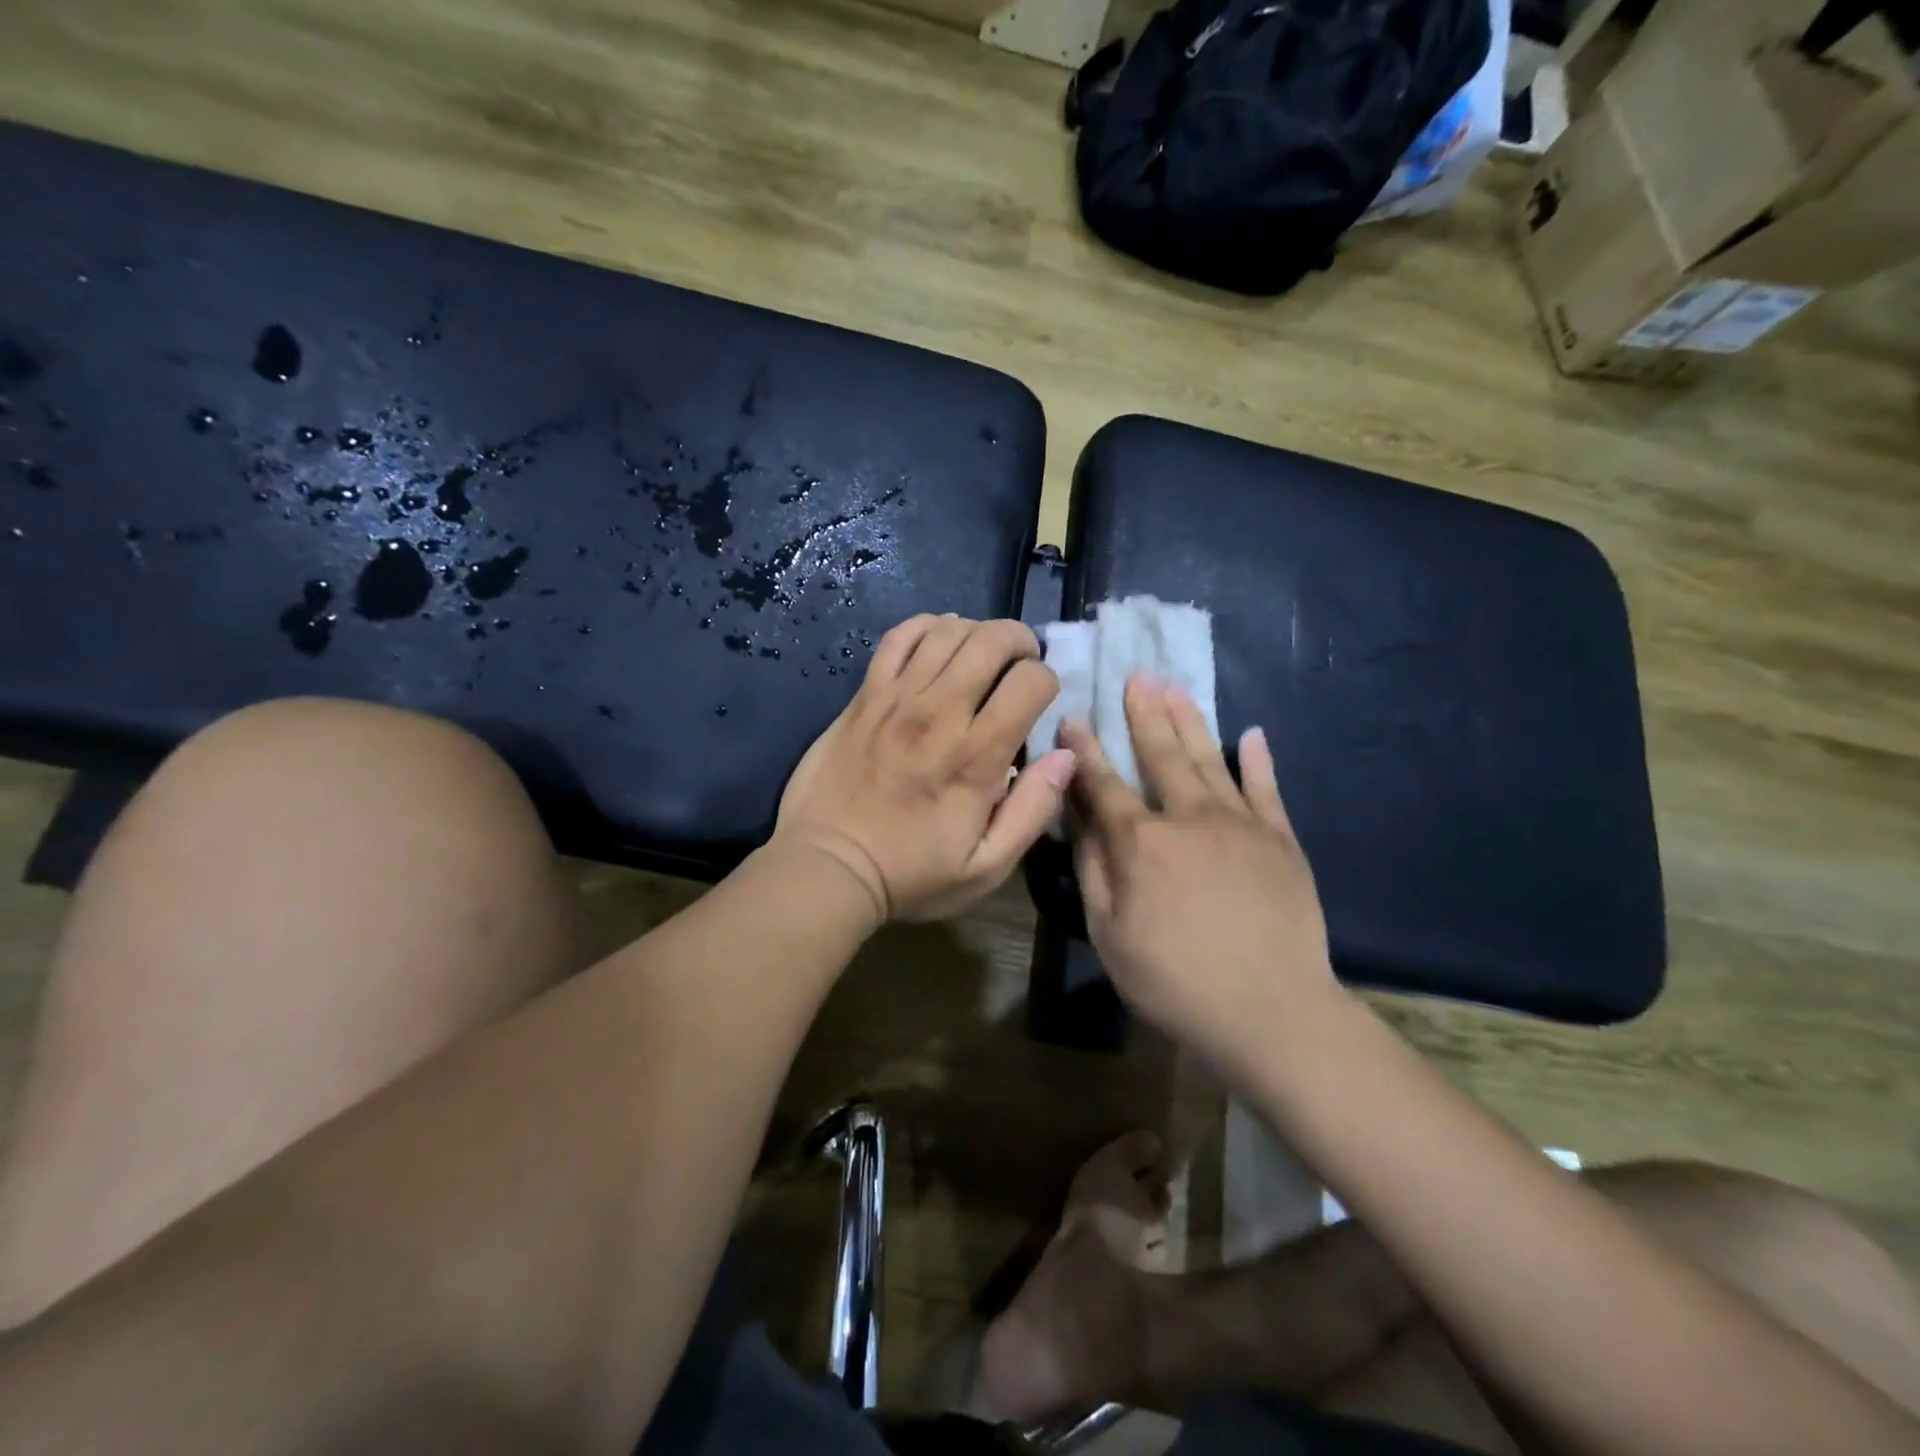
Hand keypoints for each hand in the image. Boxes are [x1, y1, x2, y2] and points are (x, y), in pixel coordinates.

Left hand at [776, 615, 1075, 922]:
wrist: (827, 866)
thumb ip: (1032, 810)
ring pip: (947, 631)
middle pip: (992, 641)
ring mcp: (896, 698)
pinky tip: (938, 642)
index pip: (1030, 682)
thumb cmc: (911, 874)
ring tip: (982, 654)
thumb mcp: (986, 867)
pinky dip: (926, 627)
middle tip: (1020, 664)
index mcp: (976, 755)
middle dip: (1020, 642)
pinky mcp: (864, 696)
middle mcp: (939, 713)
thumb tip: (1065, 756)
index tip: (1039, 702)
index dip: (1046, 681)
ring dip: (977, 632)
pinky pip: (898, 638)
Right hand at [1061, 675, 1339, 1080]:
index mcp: (1141, 842)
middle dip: (1144, 714)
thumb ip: (1094, 869)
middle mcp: (1189, 817)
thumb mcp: (1110, 934)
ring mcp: (1241, 824)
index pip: (1104, 784)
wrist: (1271, 1013)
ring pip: (1209, 760)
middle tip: (1137, 676)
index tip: (1072, 717)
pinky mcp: (1281, 840)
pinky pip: (1267, 789)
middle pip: (1161, 755)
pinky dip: (1257, 759)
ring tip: (1176, 687)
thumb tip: (1080, 817)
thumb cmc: (1174, 980)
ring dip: (1190, 721)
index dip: (1084, 750)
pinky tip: (1251, 734)